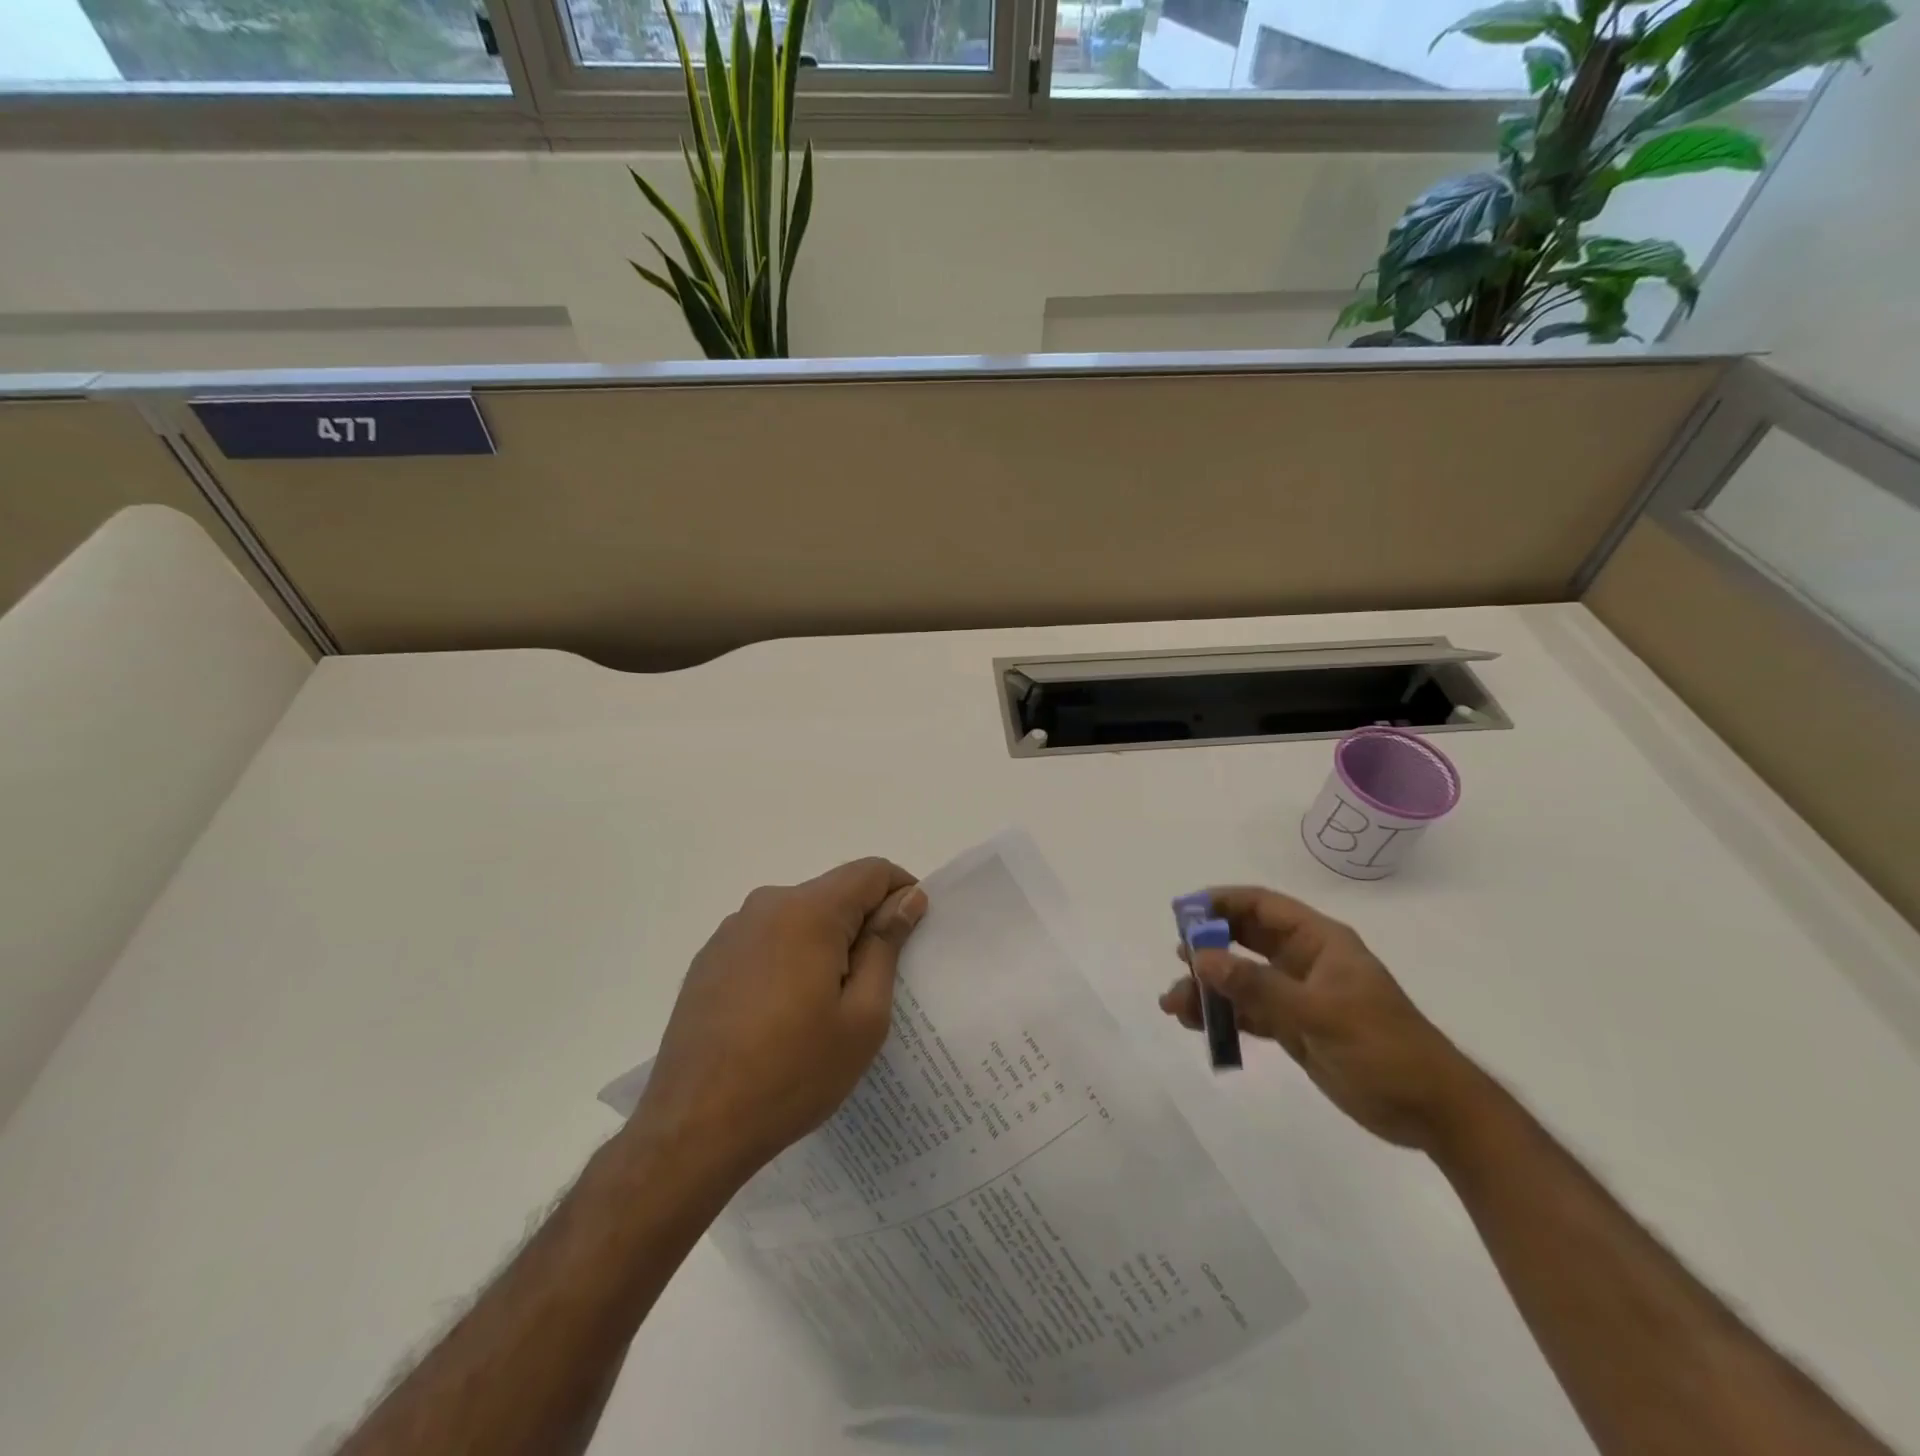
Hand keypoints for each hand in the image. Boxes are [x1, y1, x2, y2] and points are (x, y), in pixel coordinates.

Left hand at [633, 858, 926, 1185]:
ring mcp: (731, 931)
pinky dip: (789, 959)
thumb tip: (908, 898)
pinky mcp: (709, 959)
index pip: (872, 872)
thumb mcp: (862, 1016)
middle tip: (874, 986)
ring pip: (799, 917)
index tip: (912, 937)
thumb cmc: (793, 1072)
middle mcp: (766, 905)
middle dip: (863, 925)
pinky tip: (782, 1015)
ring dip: (825, 944)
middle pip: (834, 893)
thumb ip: (886, 945)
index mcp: (808, 911)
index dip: (902, 894)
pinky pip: (767, 940)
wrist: (694, 1127)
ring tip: (826, 1008)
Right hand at [1160, 886, 1488, 1152]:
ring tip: (1174, 1005)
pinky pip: (1248, 1012)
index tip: (1184, 914)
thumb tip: (1201, 958)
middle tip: (1176, 959)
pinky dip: (1222, 1015)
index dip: (1222, 903)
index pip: (1262, 906)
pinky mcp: (1293, 1028)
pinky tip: (1196, 1024)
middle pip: (1244, 939)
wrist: (1433, 1114)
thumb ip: (1259, 986)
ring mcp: (1297, 995)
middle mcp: (1303, 961)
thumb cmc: (1385, 1049)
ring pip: (1241, 978)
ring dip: (1208, 987)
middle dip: (1207, 947)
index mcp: (1319, 942)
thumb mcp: (1320, 1014)